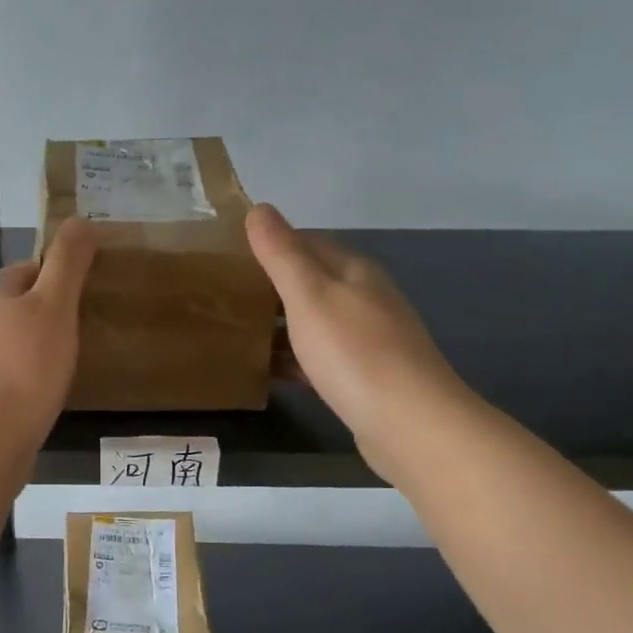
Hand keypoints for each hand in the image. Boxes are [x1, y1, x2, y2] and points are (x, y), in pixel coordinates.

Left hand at [0, 219, 97, 446]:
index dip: (59, 275)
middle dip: (49, 314)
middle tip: (86, 331)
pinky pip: (7, 377)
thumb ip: (68, 263)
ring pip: (12, 344)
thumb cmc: (25, 367)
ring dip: (38, 349)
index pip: (29, 269)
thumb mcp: (55, 307)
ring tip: (71, 365)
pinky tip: (45, 397)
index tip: (88, 293)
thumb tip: (79, 219)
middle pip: (19, 307)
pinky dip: (27, 380)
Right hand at [247, 203, 468, 475]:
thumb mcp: (309, 295)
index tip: (229, 257)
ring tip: (235, 332)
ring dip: (280, 325)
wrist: (409, 423)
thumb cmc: (354, 351)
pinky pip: (318, 358)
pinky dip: (293, 359)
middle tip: (224, 296)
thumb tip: (259, 209)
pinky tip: (266, 371)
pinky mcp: (363, 377)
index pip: (308, 242)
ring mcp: (368, 340)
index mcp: (354, 271)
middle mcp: (365, 299)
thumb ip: (281, 254)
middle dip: (271, 287)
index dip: (270, 245)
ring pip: (314, 322)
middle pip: (311, 282)